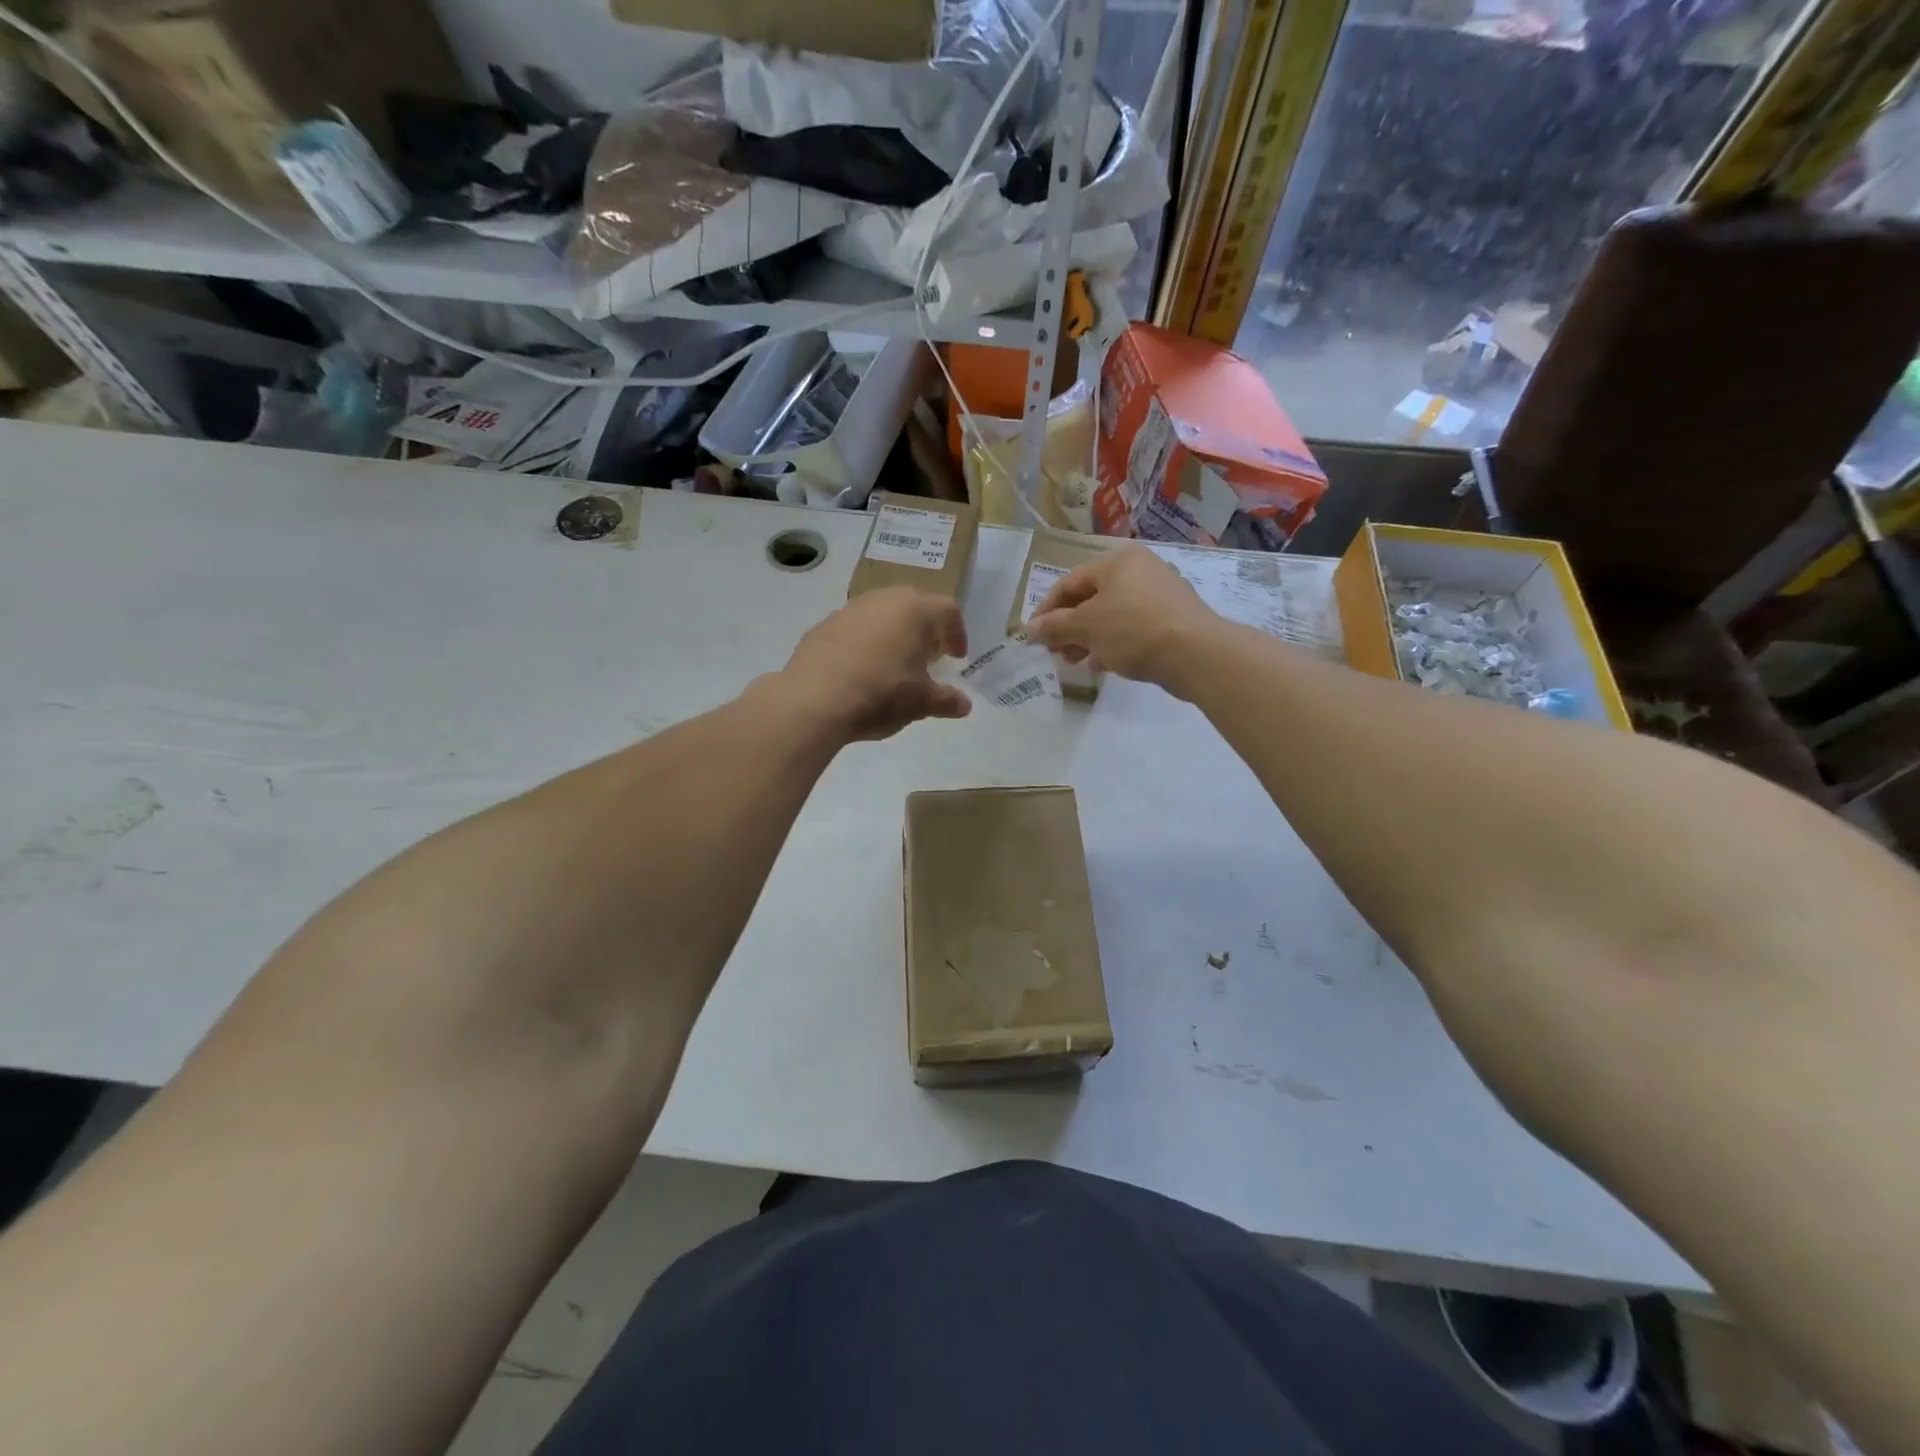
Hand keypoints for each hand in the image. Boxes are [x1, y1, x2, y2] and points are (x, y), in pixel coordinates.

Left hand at [776, 588, 971, 741]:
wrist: (814, 700)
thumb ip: (946, 700)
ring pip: (880, 614)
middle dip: (924, 630)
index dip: (957, 634)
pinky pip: (853, 629)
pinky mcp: (821, 626)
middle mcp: (882, 600)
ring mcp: (848, 610)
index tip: (956, 658)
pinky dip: (864, 644)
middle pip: (913, 606)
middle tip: (927, 656)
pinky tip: (860, 671)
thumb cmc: (881, 694)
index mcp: (915, 610)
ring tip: (893, 664)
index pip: (948, 611)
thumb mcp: (921, 703)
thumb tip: (963, 705)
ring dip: (892, 634)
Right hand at [1025, 545, 1218, 692]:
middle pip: (1091, 598)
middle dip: (1069, 627)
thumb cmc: (1133, 629)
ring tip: (1076, 661)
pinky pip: (1133, 627)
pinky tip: (1104, 664)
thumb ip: (1054, 627)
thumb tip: (1029, 630)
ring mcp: (1160, 594)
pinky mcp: (1172, 619)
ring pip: (1112, 615)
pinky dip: (1114, 643)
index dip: (1047, 609)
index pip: (1070, 582)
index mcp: (1118, 561)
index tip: (1033, 635)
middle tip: (1055, 651)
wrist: (1196, 653)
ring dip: (1089, 638)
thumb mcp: (1086, 627)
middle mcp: (1140, 570)